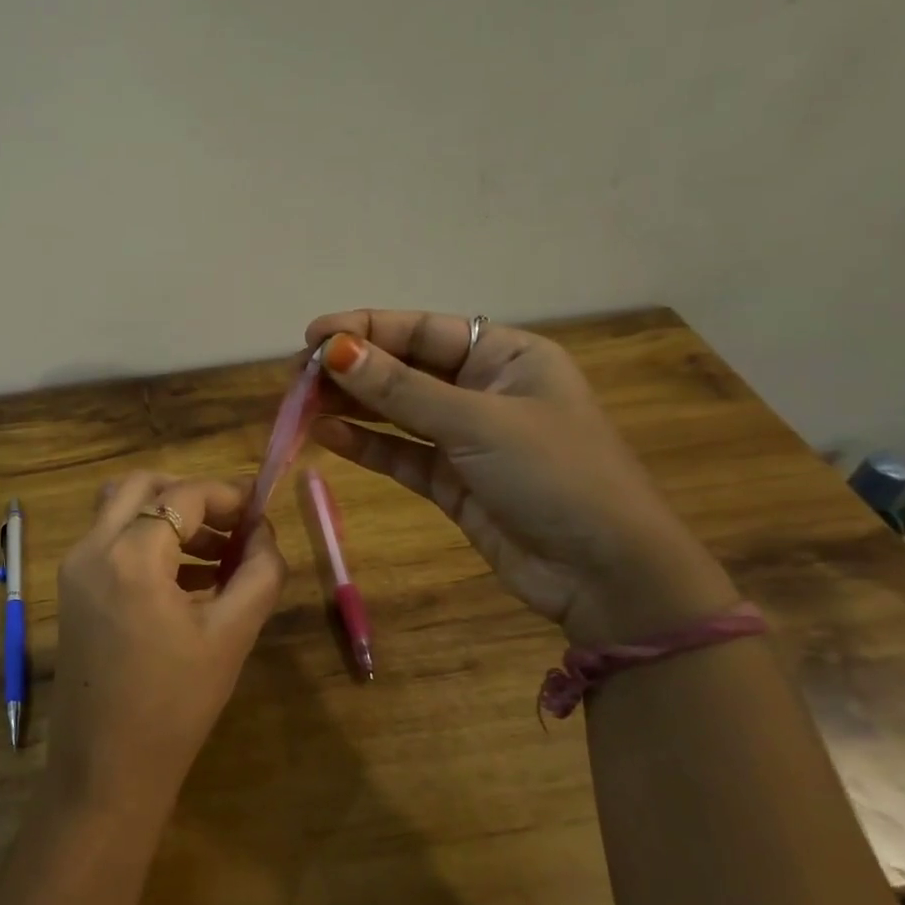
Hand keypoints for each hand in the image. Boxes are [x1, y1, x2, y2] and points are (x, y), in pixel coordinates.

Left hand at [47, 473, 287, 825]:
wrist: (105, 770)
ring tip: (216, 554)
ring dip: (167, 515)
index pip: (185, 495)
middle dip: (191, 495)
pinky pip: (109, 541)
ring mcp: (74, 568)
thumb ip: (259, 572)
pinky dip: (146, 540)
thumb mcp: (231, 635)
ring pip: (120, 508)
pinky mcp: (71, 590)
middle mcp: (93, 548)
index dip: (229, 495)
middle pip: (142, 485)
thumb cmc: (175, 705)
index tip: (262, 511)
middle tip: (232, 525)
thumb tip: (264, 532)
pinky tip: (187, 579)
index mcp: (131, 556)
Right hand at [305, 310, 736, 645]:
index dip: (367, 329)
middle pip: (406, 369)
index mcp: (507, 357)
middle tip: (297, 376)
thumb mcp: (477, 423)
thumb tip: (335, 351)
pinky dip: (366, 445)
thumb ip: (401, 390)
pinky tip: (326, 434)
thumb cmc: (556, 476)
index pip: (424, 330)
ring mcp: (467, 439)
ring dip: (352, 405)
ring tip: (299, 403)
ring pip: (398, 412)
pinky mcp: (453, 482)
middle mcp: (485, 390)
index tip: (312, 336)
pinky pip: (401, 454)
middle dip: (353, 369)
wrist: (607, 576)